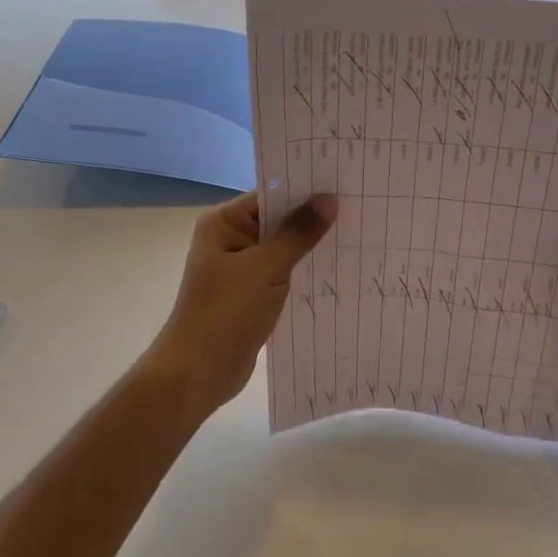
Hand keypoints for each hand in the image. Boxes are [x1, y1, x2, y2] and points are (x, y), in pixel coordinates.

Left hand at [146, 190, 337, 421]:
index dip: (305, 189)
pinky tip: (337, 270)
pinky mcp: (252, 295)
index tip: (344, 182)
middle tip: (360, 206)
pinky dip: (304, 272)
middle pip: (278, 220)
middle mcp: (231, 239)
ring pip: (283, 249)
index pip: (271, 195)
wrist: (197, 373)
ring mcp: (241, 269)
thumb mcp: (266, 268)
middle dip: (313, 218)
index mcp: (224, 223)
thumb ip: (299, 233)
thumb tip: (329, 198)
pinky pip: (283, 274)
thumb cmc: (225, 312)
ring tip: (358, 235)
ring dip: (311, 247)